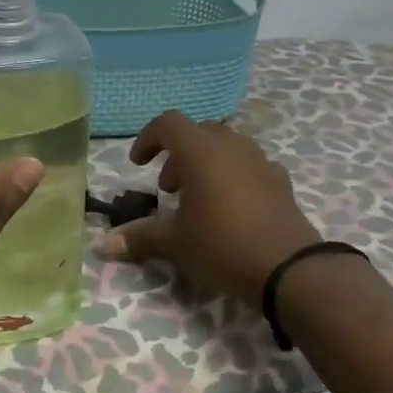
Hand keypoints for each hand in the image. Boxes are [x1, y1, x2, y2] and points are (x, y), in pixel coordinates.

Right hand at [96, 110, 319, 305]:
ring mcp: (260, 161)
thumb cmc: (223, 245)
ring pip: (226, 147)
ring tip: (198, 198)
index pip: (168, 124)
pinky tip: (232, 208)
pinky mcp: (280, 182)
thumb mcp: (176, 242)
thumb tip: (102, 245)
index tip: (138, 164)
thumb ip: (139, 237)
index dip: (148, 139)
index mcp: (201, 151)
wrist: (291, 269)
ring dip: (206, 163)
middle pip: (199, 132)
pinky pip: (250, 166)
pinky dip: (234, 177)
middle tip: (168, 187)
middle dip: (178, 154)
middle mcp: (231, 146)